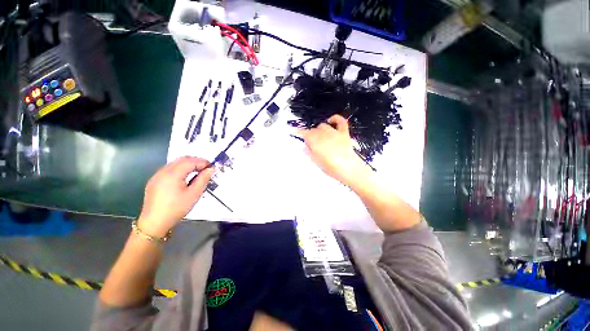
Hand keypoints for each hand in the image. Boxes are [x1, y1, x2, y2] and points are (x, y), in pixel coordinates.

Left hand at [137, 157, 214, 237]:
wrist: (154, 222)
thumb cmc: (177, 208)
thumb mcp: (194, 194)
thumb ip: (203, 179)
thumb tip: (211, 169)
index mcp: (173, 174)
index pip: (190, 161)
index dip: (202, 162)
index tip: (212, 167)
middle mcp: (163, 171)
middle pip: (182, 159)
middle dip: (195, 161)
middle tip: (206, 168)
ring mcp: (157, 175)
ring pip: (175, 163)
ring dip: (187, 164)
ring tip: (197, 172)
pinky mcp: (154, 181)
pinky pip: (169, 169)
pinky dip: (179, 169)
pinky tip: (184, 177)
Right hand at [299, 114, 369, 186]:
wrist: (349, 169)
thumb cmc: (330, 168)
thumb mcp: (317, 162)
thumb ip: (310, 153)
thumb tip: (305, 147)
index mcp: (315, 142)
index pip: (305, 134)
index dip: (300, 133)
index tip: (296, 134)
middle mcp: (323, 134)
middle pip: (313, 130)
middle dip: (310, 135)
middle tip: (312, 144)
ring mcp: (334, 132)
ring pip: (323, 126)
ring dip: (319, 130)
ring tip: (320, 137)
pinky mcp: (344, 133)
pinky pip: (340, 121)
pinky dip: (335, 119)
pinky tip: (331, 121)